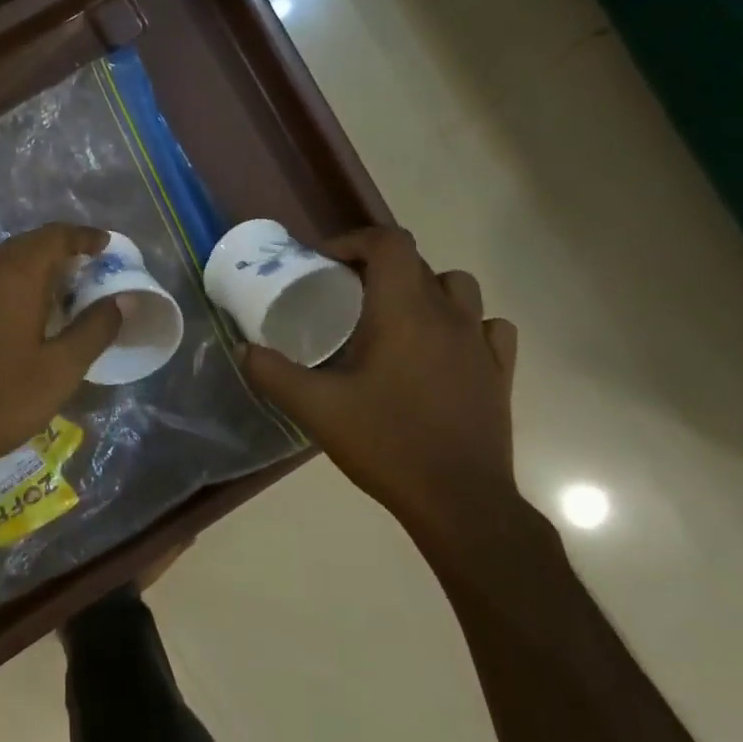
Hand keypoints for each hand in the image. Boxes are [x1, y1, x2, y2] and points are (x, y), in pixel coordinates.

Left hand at [0, 224, 121, 494]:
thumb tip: (122, 300)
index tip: (105, 245)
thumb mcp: (59, 370)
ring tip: (56, 294)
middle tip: (85, 270)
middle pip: (25, 245)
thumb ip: (94, 330)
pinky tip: (17, 319)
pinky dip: (9, 287)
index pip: (54, 236)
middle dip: (58, 250)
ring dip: (32, 269)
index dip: (83, 236)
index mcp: (15, 277)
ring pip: (1, 265)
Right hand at [241, 225, 535, 561]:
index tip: (323, 263)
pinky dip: (465, 323)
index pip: (388, 242)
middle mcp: (447, 314)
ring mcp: (479, 342)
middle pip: (416, 262)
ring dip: (424, 289)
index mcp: (403, 311)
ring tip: (395, 317)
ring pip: (458, 287)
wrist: (459, 500)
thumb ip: (272, 373)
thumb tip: (243, 348)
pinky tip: (444, 348)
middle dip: (376, 267)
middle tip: (344, 296)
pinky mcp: (499, 371)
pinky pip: (488, 326)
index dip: (353, 241)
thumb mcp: (315, 409)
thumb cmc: (387, 444)